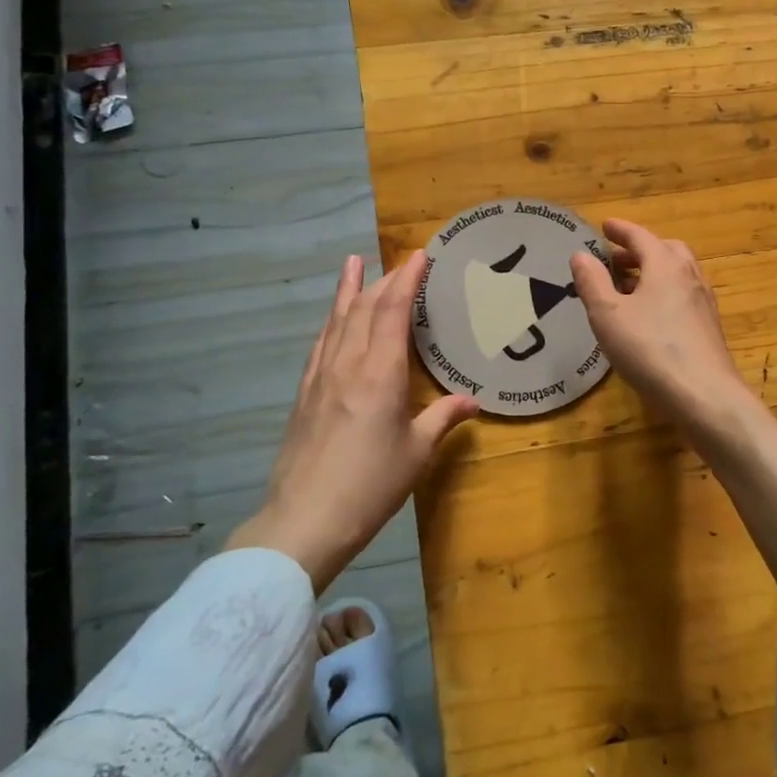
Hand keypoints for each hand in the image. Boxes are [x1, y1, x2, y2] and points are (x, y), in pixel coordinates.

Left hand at [226, 251, 478, 590]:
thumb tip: (471, 401)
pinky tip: (333, 319)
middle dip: (385, 280)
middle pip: (365, 308)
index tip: (420, 256)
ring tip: (354, 264)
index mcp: (380, 372)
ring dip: (350, 290)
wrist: (305, 519)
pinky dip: (331, 321)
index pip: (393, 310)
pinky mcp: (304, 393)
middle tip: (402, 263)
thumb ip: (443, 418)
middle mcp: (348, 363)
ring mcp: (321, 376)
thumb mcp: (416, 452)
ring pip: (337, 320)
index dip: (407, 279)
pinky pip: (321, 343)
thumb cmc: (370, 485)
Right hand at [569, 219, 754, 437]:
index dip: (620, 230)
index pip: (640, 236)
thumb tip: (581, 254)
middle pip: (665, 250)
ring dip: (652, 271)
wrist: (705, 395)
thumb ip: (592, 282)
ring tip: (629, 288)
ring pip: (677, 273)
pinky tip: (650, 316)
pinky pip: (683, 295)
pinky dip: (664, 292)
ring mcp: (703, 301)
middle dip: (639, 250)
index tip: (605, 226)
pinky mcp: (709, 326)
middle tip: (615, 260)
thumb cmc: (650, 349)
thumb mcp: (608, 315)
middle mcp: (689, 275)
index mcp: (665, 264)